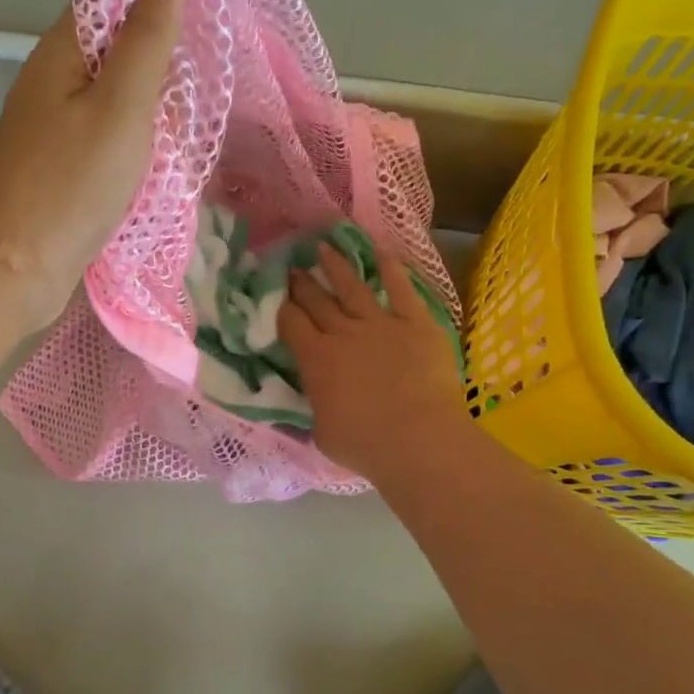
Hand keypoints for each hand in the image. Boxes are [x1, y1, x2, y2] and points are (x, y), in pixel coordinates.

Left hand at [0, 0, 184, 330]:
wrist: (11, 271)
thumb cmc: (68, 185)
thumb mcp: (120, 106)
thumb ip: (146, 35)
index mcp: (62, 52)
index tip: (210, 4)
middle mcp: (55, 82)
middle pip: (119, 48)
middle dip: (165, 57)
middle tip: (211, 74)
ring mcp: (57, 128)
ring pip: (119, 98)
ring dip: (156, 105)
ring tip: (196, 117)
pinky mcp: (65, 168)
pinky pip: (111, 138)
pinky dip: (140, 142)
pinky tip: (167, 156)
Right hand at [279, 242, 468, 480]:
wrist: (419, 440)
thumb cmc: (365, 445)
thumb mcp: (321, 431)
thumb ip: (316, 405)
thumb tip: (316, 396)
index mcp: (316, 360)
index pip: (290, 323)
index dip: (279, 306)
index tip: (273, 293)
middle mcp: (343, 333)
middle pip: (316, 300)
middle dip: (301, 282)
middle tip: (292, 266)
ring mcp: (380, 324)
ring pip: (352, 287)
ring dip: (335, 266)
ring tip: (323, 248)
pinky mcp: (415, 323)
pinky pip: (400, 289)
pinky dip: (390, 268)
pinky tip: (380, 250)